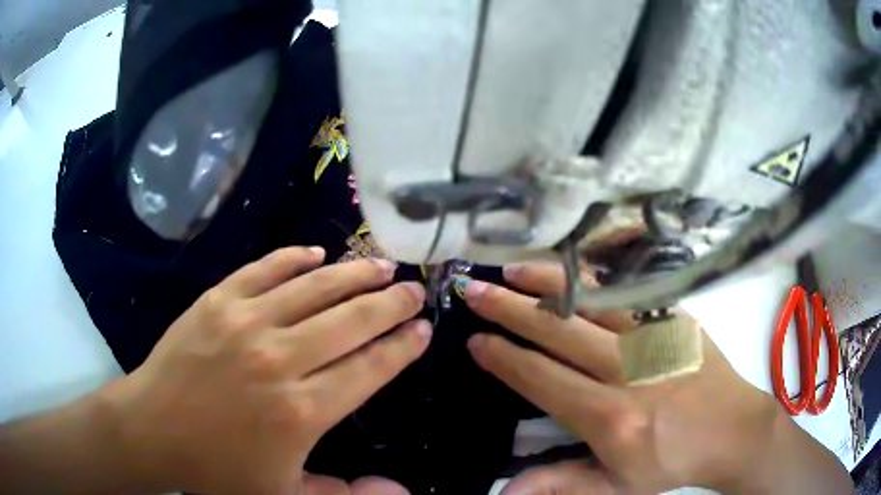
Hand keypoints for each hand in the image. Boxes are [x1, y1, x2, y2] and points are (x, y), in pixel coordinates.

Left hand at [103, 247, 430, 493]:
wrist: (153, 429)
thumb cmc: (219, 470)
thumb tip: (402, 490)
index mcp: (301, 412)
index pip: (369, 368)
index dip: (401, 347)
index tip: (423, 329)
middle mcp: (279, 359)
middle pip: (351, 321)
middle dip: (390, 304)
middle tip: (415, 291)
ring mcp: (245, 322)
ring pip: (314, 288)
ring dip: (354, 274)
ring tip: (383, 265)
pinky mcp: (217, 300)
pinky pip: (265, 269)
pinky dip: (295, 258)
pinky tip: (317, 252)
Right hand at [462, 262, 783, 493]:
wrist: (733, 429)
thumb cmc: (672, 462)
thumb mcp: (615, 486)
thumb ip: (559, 483)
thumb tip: (503, 491)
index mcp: (611, 416)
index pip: (542, 379)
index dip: (504, 358)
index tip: (475, 341)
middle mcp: (629, 369)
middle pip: (559, 330)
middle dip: (509, 308)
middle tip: (474, 290)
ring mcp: (656, 336)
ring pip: (592, 299)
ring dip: (547, 282)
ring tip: (511, 268)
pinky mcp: (676, 319)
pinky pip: (626, 291)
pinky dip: (592, 279)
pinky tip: (570, 270)